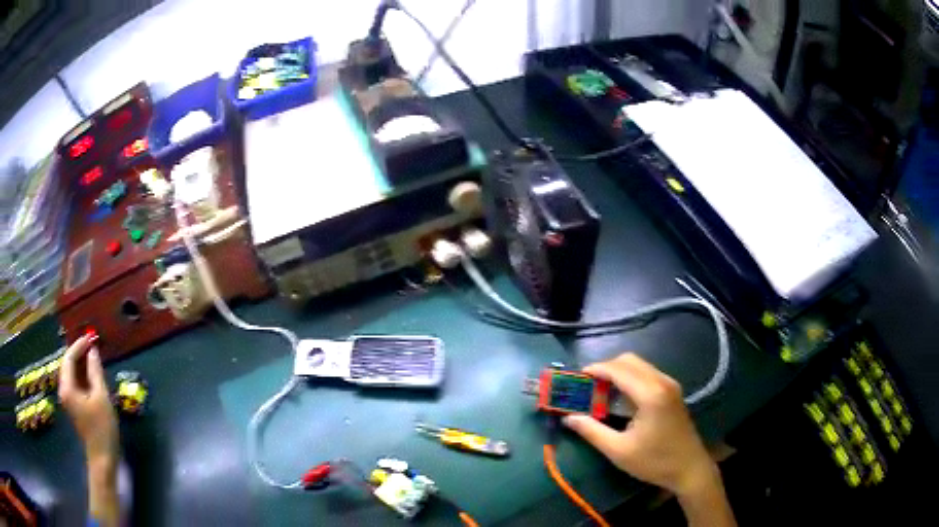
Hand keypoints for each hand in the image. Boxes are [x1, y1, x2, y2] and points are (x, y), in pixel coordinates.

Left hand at [58, 336, 118, 467]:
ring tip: (92, 357)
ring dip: (80, 364)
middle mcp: (64, 391)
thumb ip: (95, 372)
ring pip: (71, 374)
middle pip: (67, 365)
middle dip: (78, 353)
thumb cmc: (102, 428)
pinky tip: (91, 375)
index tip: (90, 338)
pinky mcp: (74, 407)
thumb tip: (93, 351)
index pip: (69, 358)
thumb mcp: (101, 398)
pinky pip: (74, 383)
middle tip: (92, 345)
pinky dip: (81, 375)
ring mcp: (68, 400)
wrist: (102, 458)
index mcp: (67, 387)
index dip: (79, 345)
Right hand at [563, 353, 717, 497]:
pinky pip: (647, 374)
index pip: (618, 370)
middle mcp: (662, 382)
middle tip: (587, 385)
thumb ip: (592, 431)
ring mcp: (670, 385)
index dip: (595, 369)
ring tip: (599, 390)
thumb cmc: (654, 462)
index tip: (576, 377)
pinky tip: (620, 397)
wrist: (689, 468)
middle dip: (606, 368)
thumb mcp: (619, 451)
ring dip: (618, 372)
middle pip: (630, 361)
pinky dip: (630, 378)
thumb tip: (568, 418)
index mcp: (650, 394)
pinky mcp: (672, 391)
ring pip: (639, 365)